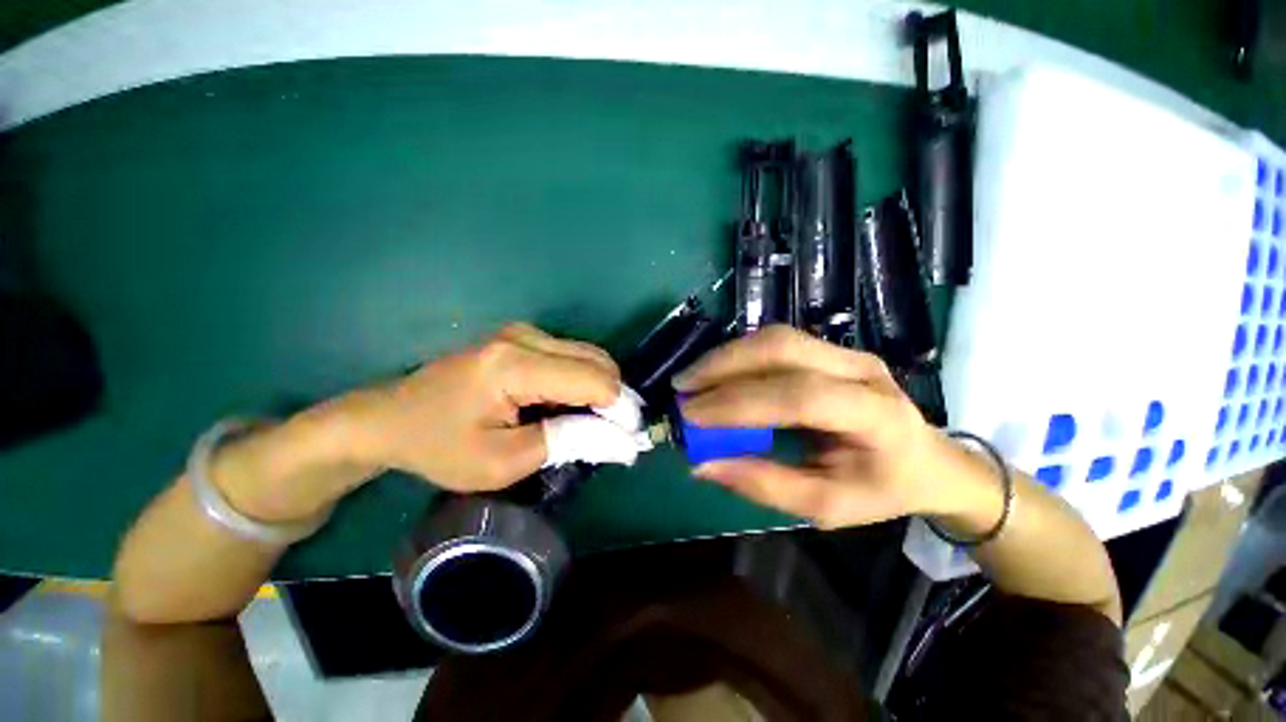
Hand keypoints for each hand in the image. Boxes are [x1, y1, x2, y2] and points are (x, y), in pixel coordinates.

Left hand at [344, 322, 621, 491]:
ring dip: (601, 390)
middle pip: (599, 361)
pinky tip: (570, 407)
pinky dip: (583, 382)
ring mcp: (525, 333)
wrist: (390, 418)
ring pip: (590, 356)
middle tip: (614, 436)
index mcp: (516, 365)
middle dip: (616, 399)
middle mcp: (526, 337)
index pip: (595, 380)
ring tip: (592, 424)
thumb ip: (568, 441)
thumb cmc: (440, 446)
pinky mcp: (523, 338)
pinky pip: (573, 356)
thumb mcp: (504, 460)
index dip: (621, 409)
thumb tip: (623, 441)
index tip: (630, 441)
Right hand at [675, 325, 959, 528]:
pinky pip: (776, 342)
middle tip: (682, 388)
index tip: (692, 416)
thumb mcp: (827, 505)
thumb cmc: (882, 488)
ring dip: (726, 356)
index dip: (740, 403)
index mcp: (876, 415)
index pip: (800, 396)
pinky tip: (717, 372)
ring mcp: (847, 352)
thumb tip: (703, 465)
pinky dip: (739, 355)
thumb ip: (765, 484)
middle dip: (723, 366)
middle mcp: (862, 370)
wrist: (927, 460)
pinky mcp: (830, 349)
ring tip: (692, 378)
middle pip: (783, 349)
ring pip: (775, 338)